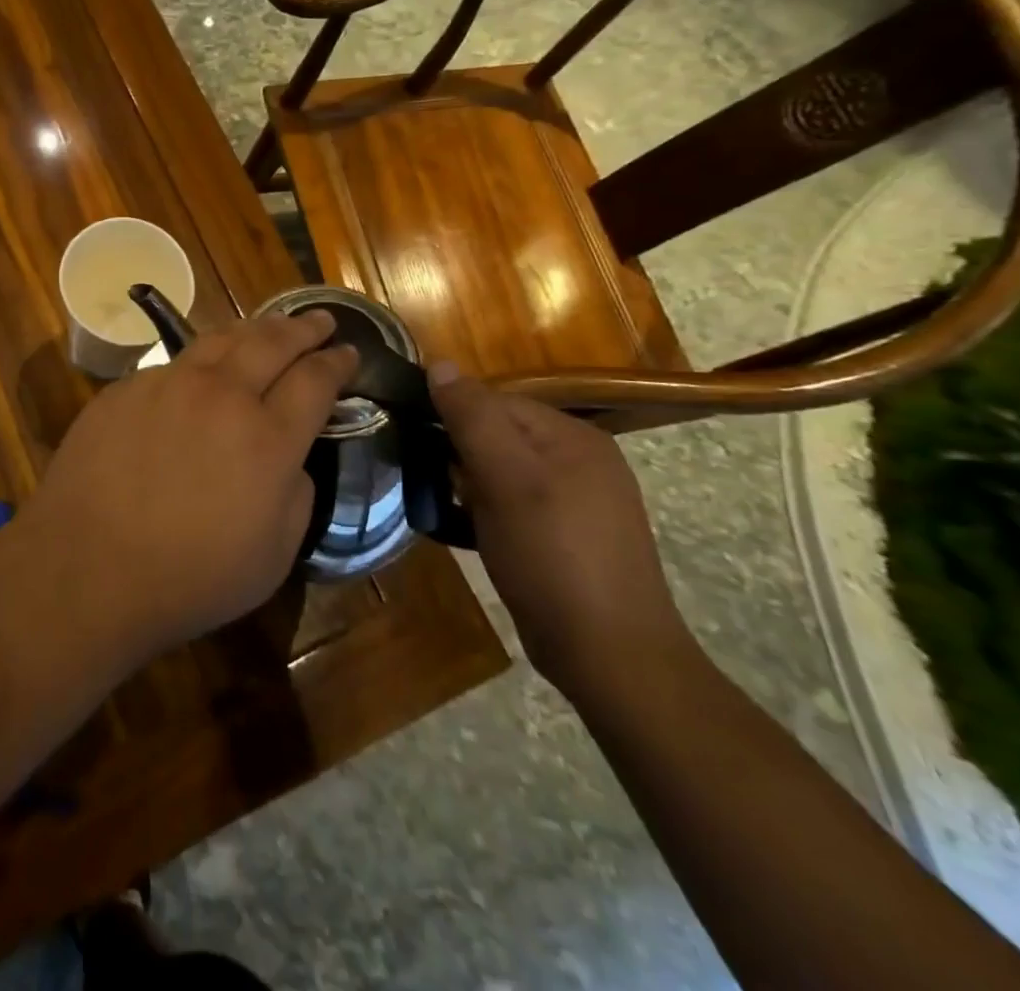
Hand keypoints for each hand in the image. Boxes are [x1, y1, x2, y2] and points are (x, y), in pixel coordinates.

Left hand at [29, 311, 356, 659]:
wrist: (88, 567)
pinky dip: (201, 362)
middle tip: (322, 320)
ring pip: (220, 339)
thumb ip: (295, 494)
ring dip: (254, 330)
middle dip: (304, 328)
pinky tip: (201, 372)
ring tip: (269, 328)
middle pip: (273, 343)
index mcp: (268, 438)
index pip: (315, 381)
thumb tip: (288, 458)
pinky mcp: (125, 388)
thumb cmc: (190, 577)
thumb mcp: (274, 555)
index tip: (350, 353)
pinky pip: (173, 364)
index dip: (338, 363)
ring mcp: (168, 385)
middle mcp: (221, 396)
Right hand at [429, 365, 689, 697]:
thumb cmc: (552, 555)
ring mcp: (578, 502)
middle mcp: (581, 461)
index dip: (450, 416)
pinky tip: (462, 530)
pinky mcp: (567, 539)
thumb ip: (472, 416)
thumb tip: (439, 363)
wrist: (609, 655)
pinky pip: (513, 506)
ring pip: (502, 472)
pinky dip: (483, 512)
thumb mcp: (505, 478)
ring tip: (435, 503)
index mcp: (573, 437)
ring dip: (465, 484)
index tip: (411, 440)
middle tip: (421, 476)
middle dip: (456, 452)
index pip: (495, 401)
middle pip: (498, 435)